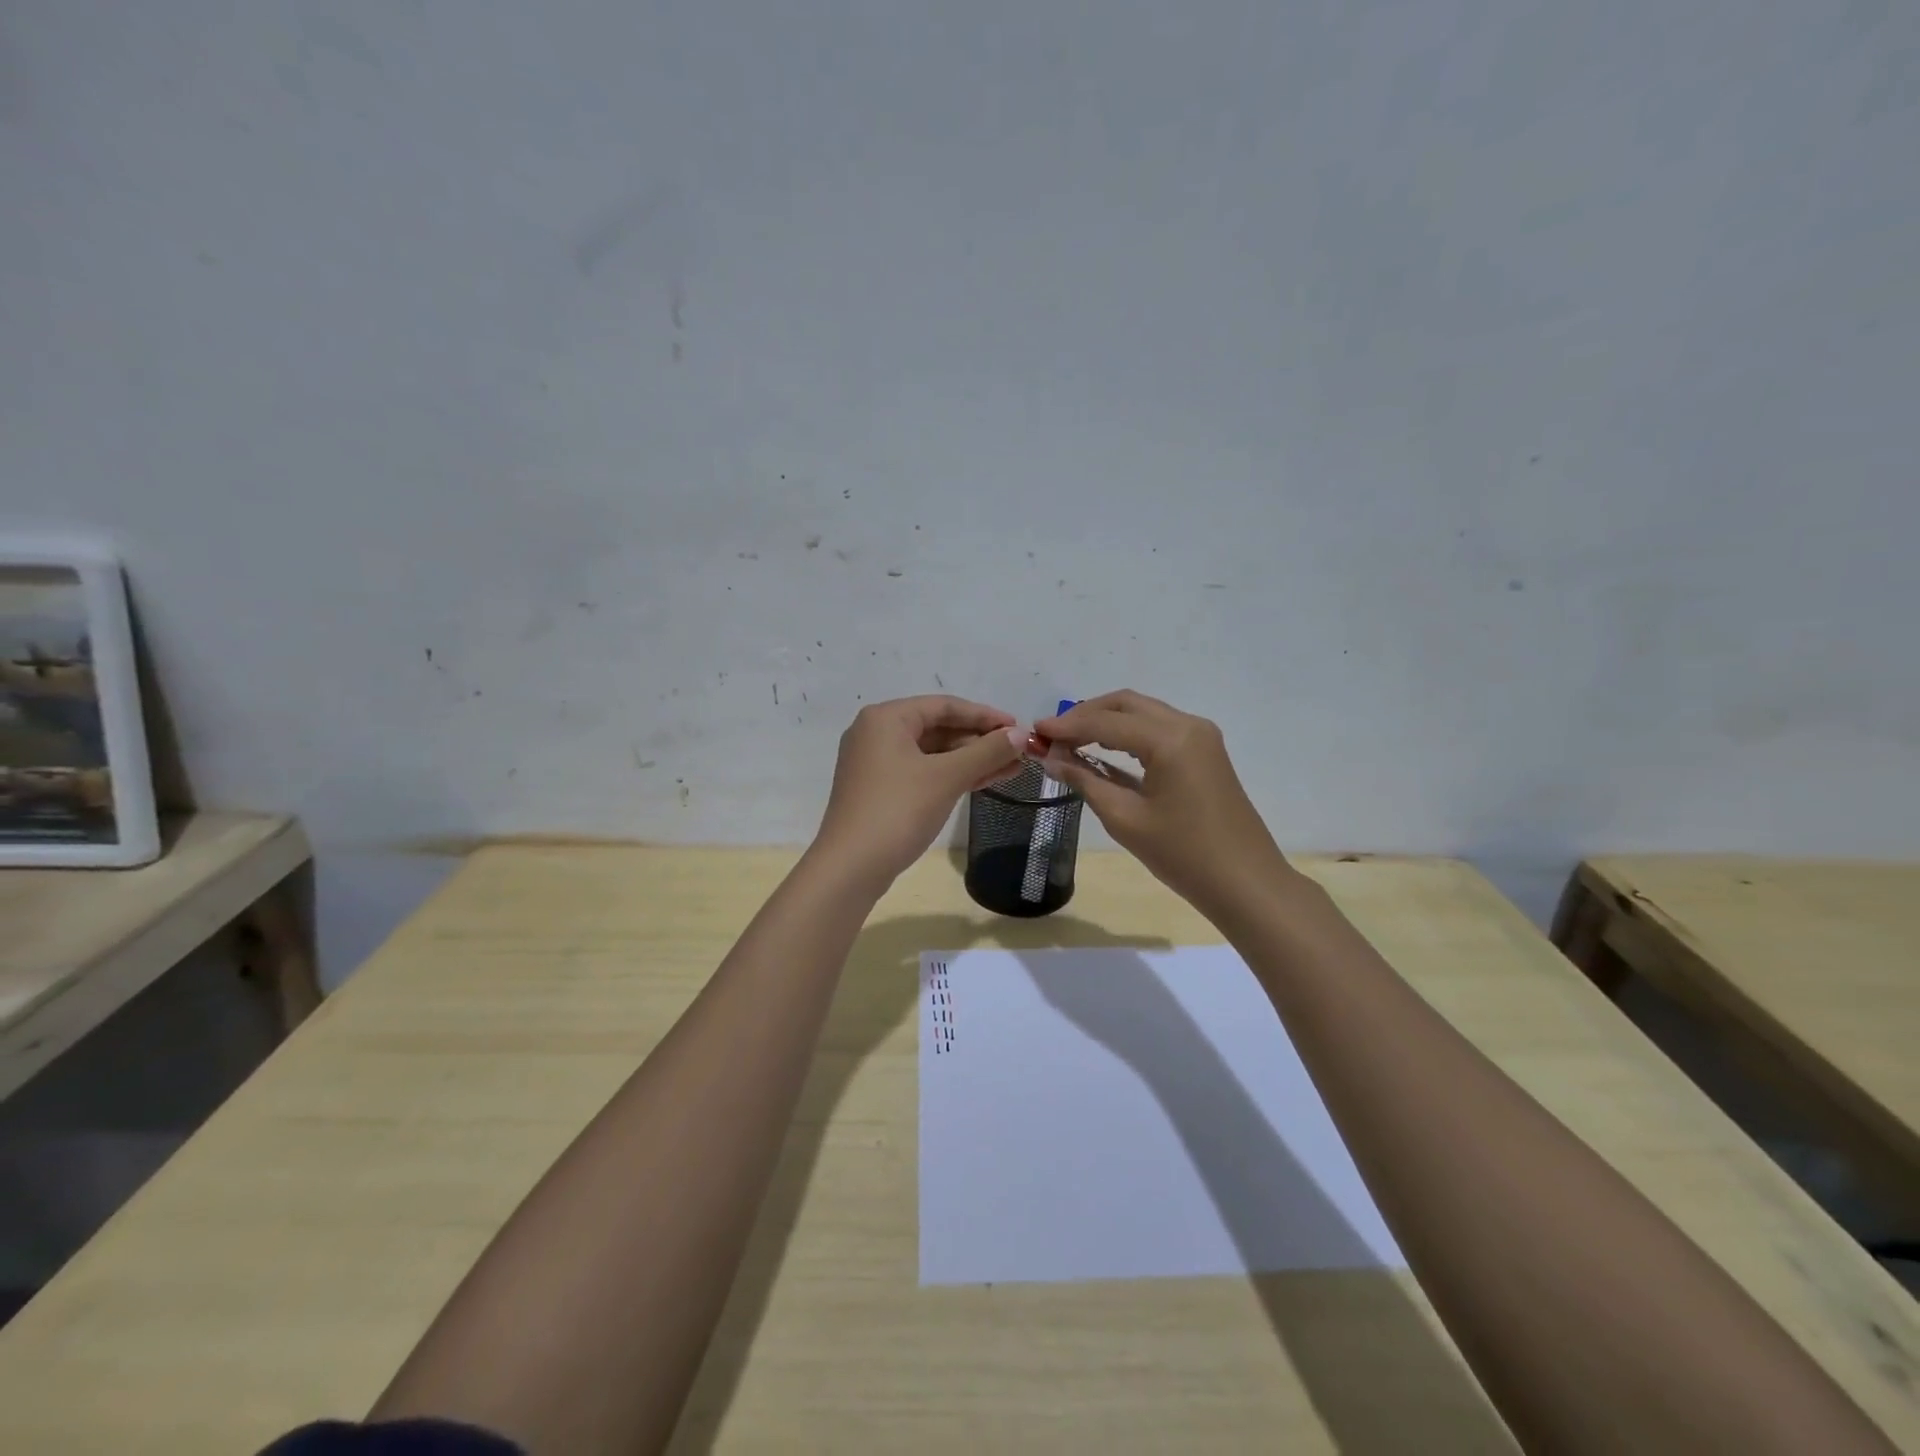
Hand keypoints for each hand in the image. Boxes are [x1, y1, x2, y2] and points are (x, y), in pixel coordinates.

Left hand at [813, 695, 1024, 888]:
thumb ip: (986, 751)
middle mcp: (877, 733)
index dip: (985, 716)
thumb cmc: (898, 811)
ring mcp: (876, 763)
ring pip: (933, 753)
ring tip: (1012, 769)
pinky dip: (952, 776)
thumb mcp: (946, 777)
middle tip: (1019, 753)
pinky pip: (923, 772)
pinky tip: (985, 782)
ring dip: (971, 760)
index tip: (1019, 728)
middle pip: (938, 728)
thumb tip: (1021, 734)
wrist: (850, 868)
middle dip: (980, 741)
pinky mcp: (880, 790)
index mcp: (886, 718)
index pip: (945, 706)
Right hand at [1036, 690, 1293, 919]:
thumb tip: (1051, 759)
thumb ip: (1085, 780)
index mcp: (1169, 740)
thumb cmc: (1182, 855)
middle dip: (1085, 715)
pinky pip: (1158, 728)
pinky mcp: (1205, 750)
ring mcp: (1201, 735)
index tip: (1035, 732)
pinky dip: (1128, 732)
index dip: (1067, 726)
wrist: (1245, 882)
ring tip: (1071, 741)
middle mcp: (1187, 725)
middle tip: (1052, 736)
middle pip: (1125, 704)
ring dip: (1106, 721)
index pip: (1106, 722)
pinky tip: (1103, 748)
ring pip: (1142, 712)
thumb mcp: (1125, 819)